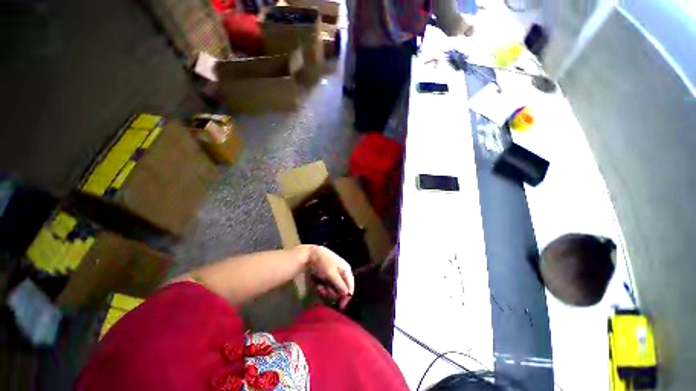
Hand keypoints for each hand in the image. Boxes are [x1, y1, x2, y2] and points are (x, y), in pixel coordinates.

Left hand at [305, 245, 354, 309]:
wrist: (310, 256)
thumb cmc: (323, 263)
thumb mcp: (332, 274)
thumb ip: (340, 285)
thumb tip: (348, 295)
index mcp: (346, 270)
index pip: (350, 287)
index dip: (346, 297)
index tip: (341, 306)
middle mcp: (342, 274)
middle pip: (342, 291)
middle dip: (333, 293)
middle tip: (325, 291)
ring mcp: (334, 277)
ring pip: (334, 291)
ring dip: (327, 292)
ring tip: (320, 288)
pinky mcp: (327, 279)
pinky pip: (328, 288)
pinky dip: (323, 289)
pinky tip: (318, 286)